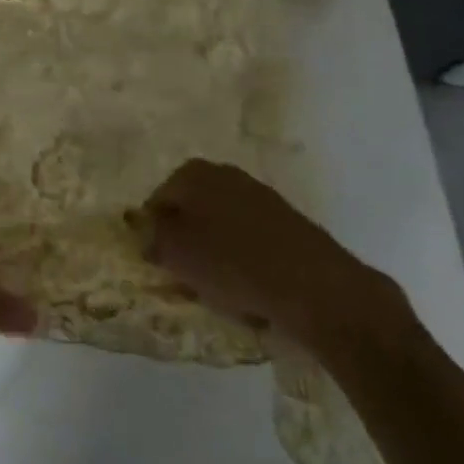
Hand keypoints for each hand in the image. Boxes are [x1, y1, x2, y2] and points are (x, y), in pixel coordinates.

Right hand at [132, 160, 404, 353]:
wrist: (316, 288)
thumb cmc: (232, 264)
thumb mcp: (175, 252)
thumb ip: (151, 236)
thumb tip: (147, 231)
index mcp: (193, 174)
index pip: (157, 202)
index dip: (153, 234)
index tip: (159, 264)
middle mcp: (225, 175)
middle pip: (191, 211)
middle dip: (185, 241)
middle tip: (185, 276)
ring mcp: (260, 197)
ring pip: (221, 227)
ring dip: (214, 253)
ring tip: (218, 289)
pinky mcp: (288, 223)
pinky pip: (251, 242)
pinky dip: (244, 261)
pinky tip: (251, 290)